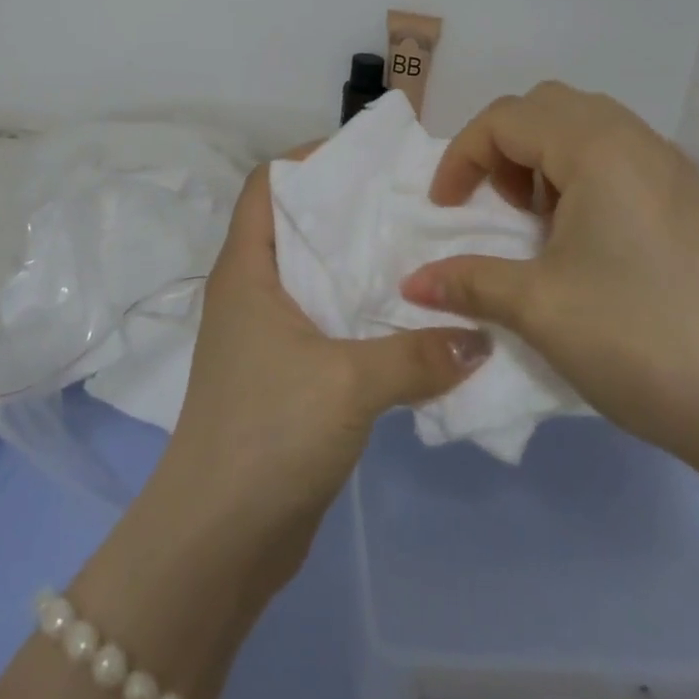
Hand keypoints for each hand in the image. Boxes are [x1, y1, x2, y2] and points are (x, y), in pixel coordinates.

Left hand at [158, 159, 491, 585]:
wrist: (218, 540)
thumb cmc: (268, 433)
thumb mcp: (349, 384)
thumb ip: (417, 355)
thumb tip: (480, 337)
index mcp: (246, 269)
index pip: (268, 185)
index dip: (308, 160)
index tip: (366, 158)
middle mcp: (251, 291)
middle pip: (298, 226)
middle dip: (349, 211)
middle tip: (411, 202)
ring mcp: (266, 335)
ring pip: (316, 277)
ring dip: (360, 267)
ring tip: (422, 252)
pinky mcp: (284, 374)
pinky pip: (326, 323)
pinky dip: (362, 314)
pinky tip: (411, 321)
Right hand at [400, 81, 698, 475]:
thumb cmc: (640, 340)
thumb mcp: (538, 308)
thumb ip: (468, 281)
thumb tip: (412, 285)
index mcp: (596, 148)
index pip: (505, 119)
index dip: (462, 158)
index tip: (446, 211)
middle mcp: (636, 141)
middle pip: (547, 107)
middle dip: (504, 147)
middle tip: (496, 206)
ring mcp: (672, 170)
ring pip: (587, 128)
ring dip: (544, 160)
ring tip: (539, 224)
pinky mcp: (693, 202)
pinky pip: (621, 158)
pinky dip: (583, 177)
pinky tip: (588, 243)